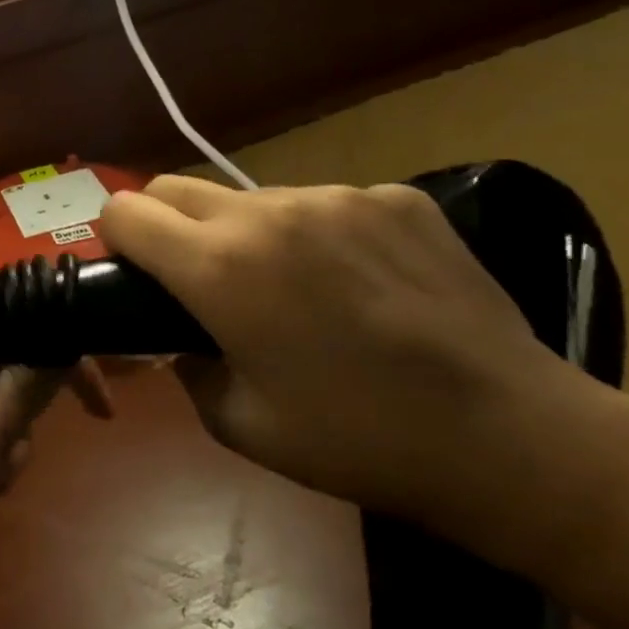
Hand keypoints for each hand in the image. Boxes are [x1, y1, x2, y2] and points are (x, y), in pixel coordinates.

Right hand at [101, 175, 581, 529]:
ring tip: (295, 289)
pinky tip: (362, 285)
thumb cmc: (358, 442)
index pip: (124, 211)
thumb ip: (184, 365)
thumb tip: (174, 337)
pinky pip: (325, 204)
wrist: (513, 439)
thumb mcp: (239, 423)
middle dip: (166, 226)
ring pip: (251, 197)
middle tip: (200, 281)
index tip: (137, 275)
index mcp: (219, 266)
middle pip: (174, 187)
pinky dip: (318, 236)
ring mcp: (337, 196)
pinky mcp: (396, 197)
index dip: (116, 240)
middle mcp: (268, 212)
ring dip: (246, 233)